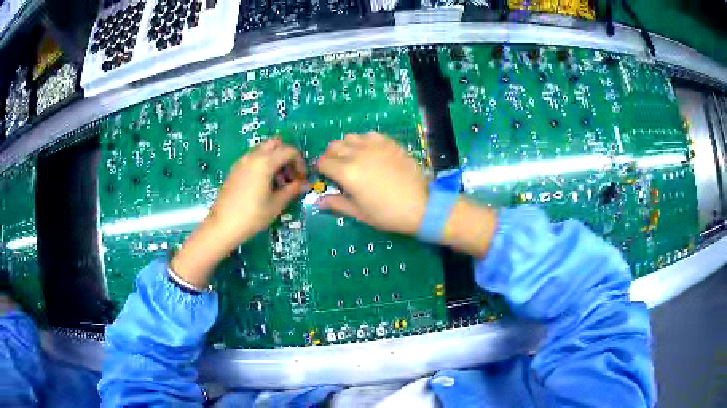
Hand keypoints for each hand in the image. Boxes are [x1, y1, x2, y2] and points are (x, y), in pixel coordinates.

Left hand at [206, 139, 307, 248]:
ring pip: (263, 150)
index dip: (300, 163)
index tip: (301, 179)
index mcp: (265, 162)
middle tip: (289, 175)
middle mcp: (253, 156)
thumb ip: (293, 190)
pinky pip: (253, 158)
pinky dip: (263, 164)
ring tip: (277, 183)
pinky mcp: (235, 169)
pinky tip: (263, 185)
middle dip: (286, 156)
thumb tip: (306, 184)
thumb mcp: (276, 204)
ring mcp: (242, 161)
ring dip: (274, 160)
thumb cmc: (252, 216)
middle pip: (275, 144)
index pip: (289, 151)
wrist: (222, 225)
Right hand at [316, 132, 428, 235]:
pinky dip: (365, 141)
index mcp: (347, 173)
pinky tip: (371, 152)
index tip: (327, 176)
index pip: (323, 162)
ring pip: (350, 137)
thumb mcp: (359, 212)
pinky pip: (370, 135)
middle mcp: (357, 154)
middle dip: (331, 156)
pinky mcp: (389, 143)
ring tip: (354, 158)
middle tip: (338, 168)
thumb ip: (337, 203)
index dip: (321, 169)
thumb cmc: (387, 214)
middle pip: (334, 146)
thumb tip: (318, 202)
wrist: (420, 205)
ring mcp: (375, 146)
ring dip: (347, 146)